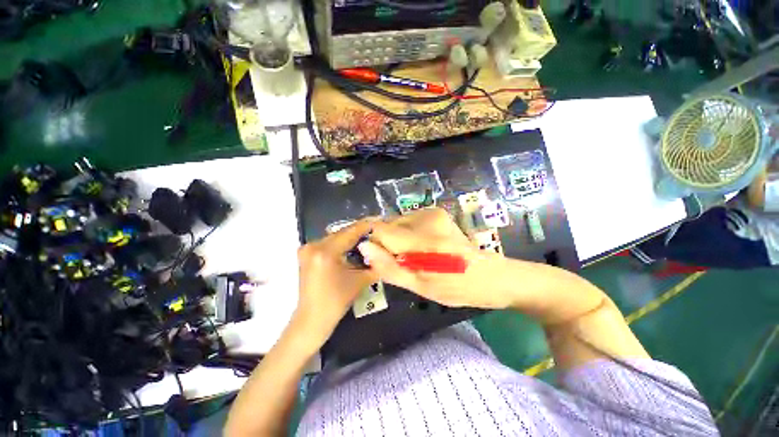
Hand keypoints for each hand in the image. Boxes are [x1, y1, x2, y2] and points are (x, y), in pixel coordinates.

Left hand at [293, 219, 377, 349]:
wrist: (312, 320)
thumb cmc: (336, 302)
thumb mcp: (360, 281)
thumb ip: (375, 264)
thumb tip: (386, 251)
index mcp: (326, 252)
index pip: (351, 231)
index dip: (367, 225)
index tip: (380, 221)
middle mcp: (314, 245)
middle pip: (343, 232)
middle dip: (360, 231)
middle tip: (376, 231)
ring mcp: (307, 249)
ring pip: (336, 236)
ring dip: (351, 237)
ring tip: (367, 237)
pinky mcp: (306, 253)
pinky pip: (329, 243)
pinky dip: (342, 243)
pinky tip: (353, 246)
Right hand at [358, 208, 524, 309]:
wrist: (493, 276)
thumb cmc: (458, 288)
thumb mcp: (421, 287)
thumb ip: (390, 267)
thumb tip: (363, 248)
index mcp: (424, 241)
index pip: (380, 230)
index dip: (373, 245)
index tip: (377, 260)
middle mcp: (427, 218)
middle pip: (388, 226)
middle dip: (387, 244)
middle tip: (403, 264)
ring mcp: (434, 213)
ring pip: (398, 224)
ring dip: (398, 240)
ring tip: (415, 258)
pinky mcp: (437, 212)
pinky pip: (409, 222)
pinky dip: (408, 235)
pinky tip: (422, 248)